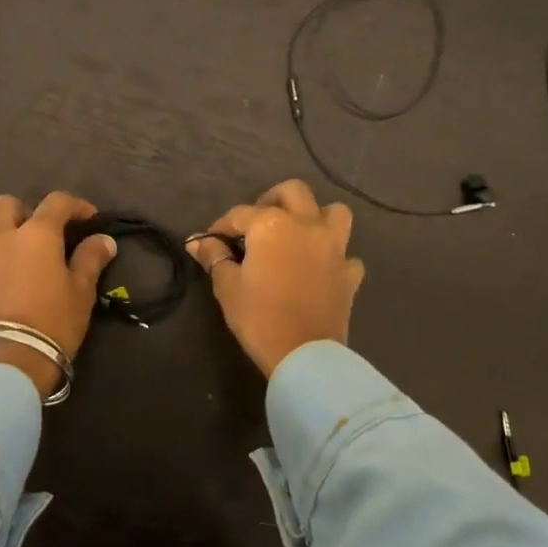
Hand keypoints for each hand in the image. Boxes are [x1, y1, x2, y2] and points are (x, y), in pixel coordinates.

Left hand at [0, 192, 117, 398]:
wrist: (9, 362)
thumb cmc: (53, 320)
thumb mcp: (82, 290)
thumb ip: (91, 258)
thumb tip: (103, 240)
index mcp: (35, 233)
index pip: (56, 201)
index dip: (76, 205)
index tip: (91, 220)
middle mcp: (1, 238)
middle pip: (6, 205)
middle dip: (25, 211)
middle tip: (44, 233)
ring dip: (9, 241)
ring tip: (28, 266)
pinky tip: (11, 289)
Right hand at [190, 178, 364, 377]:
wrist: (304, 354)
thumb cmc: (259, 317)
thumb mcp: (227, 286)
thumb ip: (215, 257)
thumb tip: (198, 242)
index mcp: (272, 224)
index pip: (240, 214)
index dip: (222, 225)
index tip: (211, 240)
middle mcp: (307, 224)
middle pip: (293, 192)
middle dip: (272, 199)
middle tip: (257, 222)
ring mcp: (334, 247)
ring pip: (333, 212)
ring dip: (316, 216)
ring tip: (298, 232)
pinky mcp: (350, 272)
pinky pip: (346, 254)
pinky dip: (334, 256)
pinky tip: (321, 268)